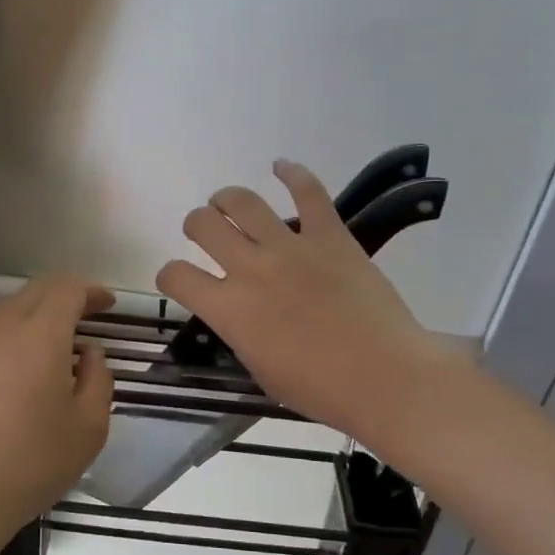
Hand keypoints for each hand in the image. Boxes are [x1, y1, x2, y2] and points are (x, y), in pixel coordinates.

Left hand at [0, 275, 113, 533]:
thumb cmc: (34, 459)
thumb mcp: (90, 425)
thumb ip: (99, 378)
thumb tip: (88, 353)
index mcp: (41, 333)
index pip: (68, 290)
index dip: (92, 291)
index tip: (109, 305)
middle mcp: (4, 328)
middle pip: (37, 291)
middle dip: (67, 294)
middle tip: (90, 312)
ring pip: (11, 309)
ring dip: (39, 311)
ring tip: (61, 337)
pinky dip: (18, 332)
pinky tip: (28, 363)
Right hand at [156, 160, 458, 444]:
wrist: (384, 376)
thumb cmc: (320, 389)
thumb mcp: (261, 370)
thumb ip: (241, 333)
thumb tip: (240, 314)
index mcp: (229, 309)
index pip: (177, 276)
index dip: (169, 274)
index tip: (178, 278)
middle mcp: (250, 268)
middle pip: (204, 225)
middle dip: (196, 225)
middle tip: (205, 232)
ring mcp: (290, 247)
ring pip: (243, 202)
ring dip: (227, 198)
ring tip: (227, 202)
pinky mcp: (330, 235)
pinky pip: (308, 192)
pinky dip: (292, 173)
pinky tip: (281, 166)